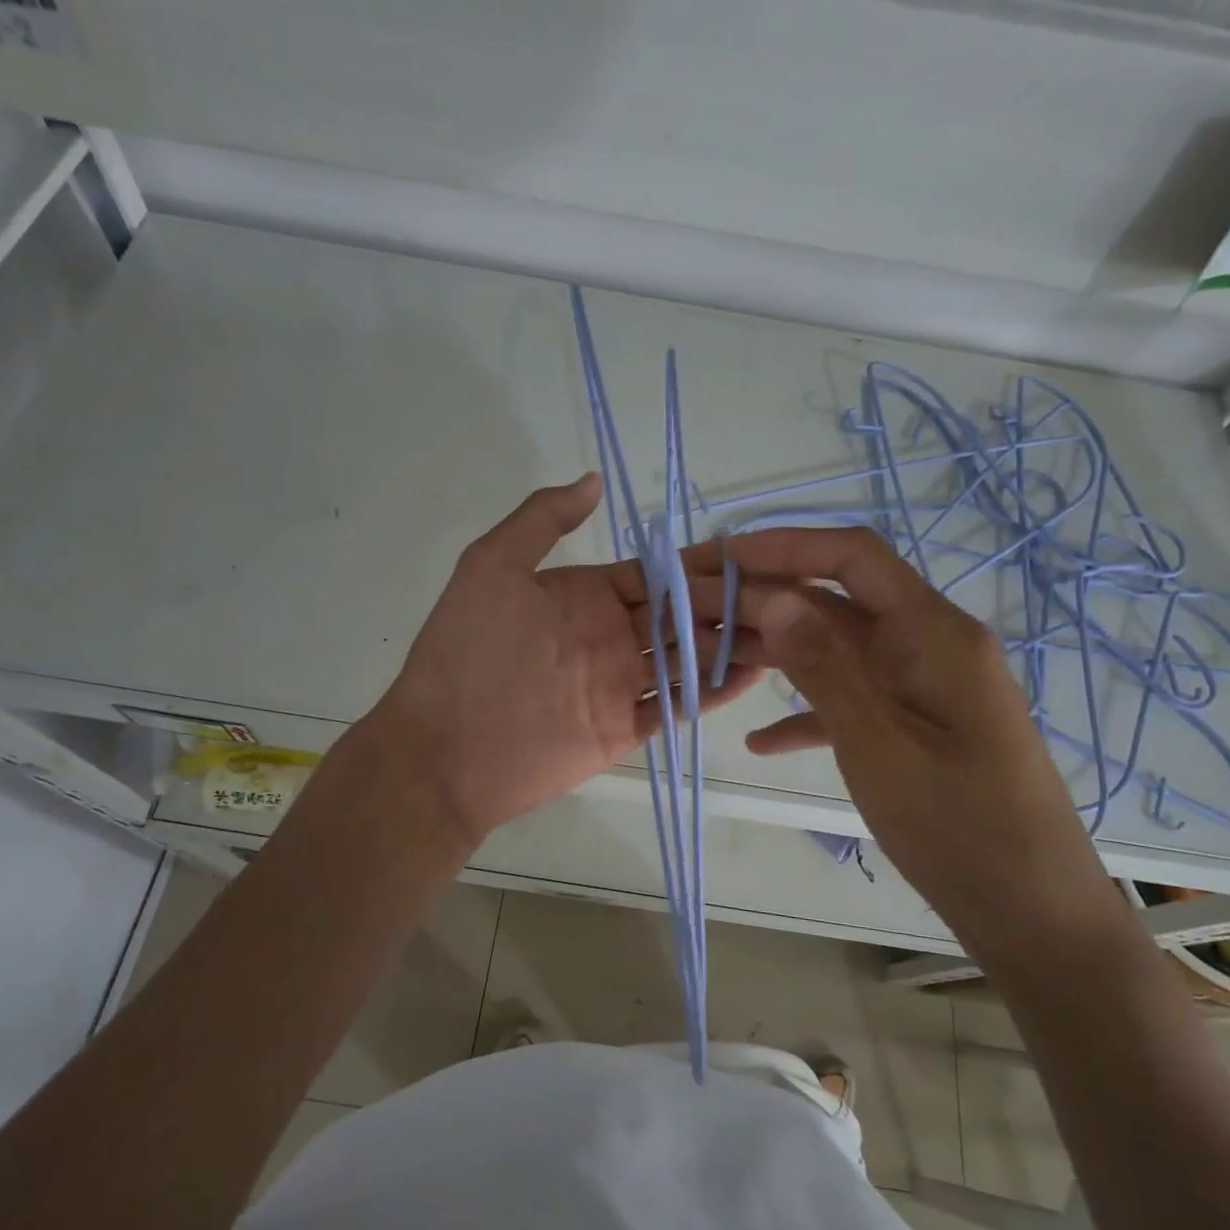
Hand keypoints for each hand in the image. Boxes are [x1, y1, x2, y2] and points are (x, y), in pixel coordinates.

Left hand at [376, 474, 763, 846]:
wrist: (442, 750)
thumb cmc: (464, 652)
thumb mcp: (491, 567)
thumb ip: (542, 519)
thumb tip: (594, 479)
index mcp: (586, 594)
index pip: (656, 574)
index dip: (700, 564)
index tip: (751, 553)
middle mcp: (610, 634)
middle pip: (683, 614)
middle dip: (731, 603)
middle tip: (787, 595)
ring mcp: (620, 683)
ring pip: (688, 658)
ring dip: (733, 645)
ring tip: (787, 632)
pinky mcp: (624, 728)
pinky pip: (677, 706)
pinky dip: (712, 692)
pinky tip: (752, 676)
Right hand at [693, 527, 1110, 948]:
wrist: (1034, 917)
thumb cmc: (960, 829)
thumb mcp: (878, 745)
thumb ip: (825, 666)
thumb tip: (773, 595)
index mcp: (932, 633)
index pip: (853, 556)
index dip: (784, 545)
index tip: (720, 556)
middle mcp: (929, 645)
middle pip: (836, 601)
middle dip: (765, 600)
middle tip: (695, 613)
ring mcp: (923, 688)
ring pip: (838, 650)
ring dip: (779, 653)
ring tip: (711, 660)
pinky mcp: (916, 728)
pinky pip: (852, 701)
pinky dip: (806, 711)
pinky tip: (759, 740)